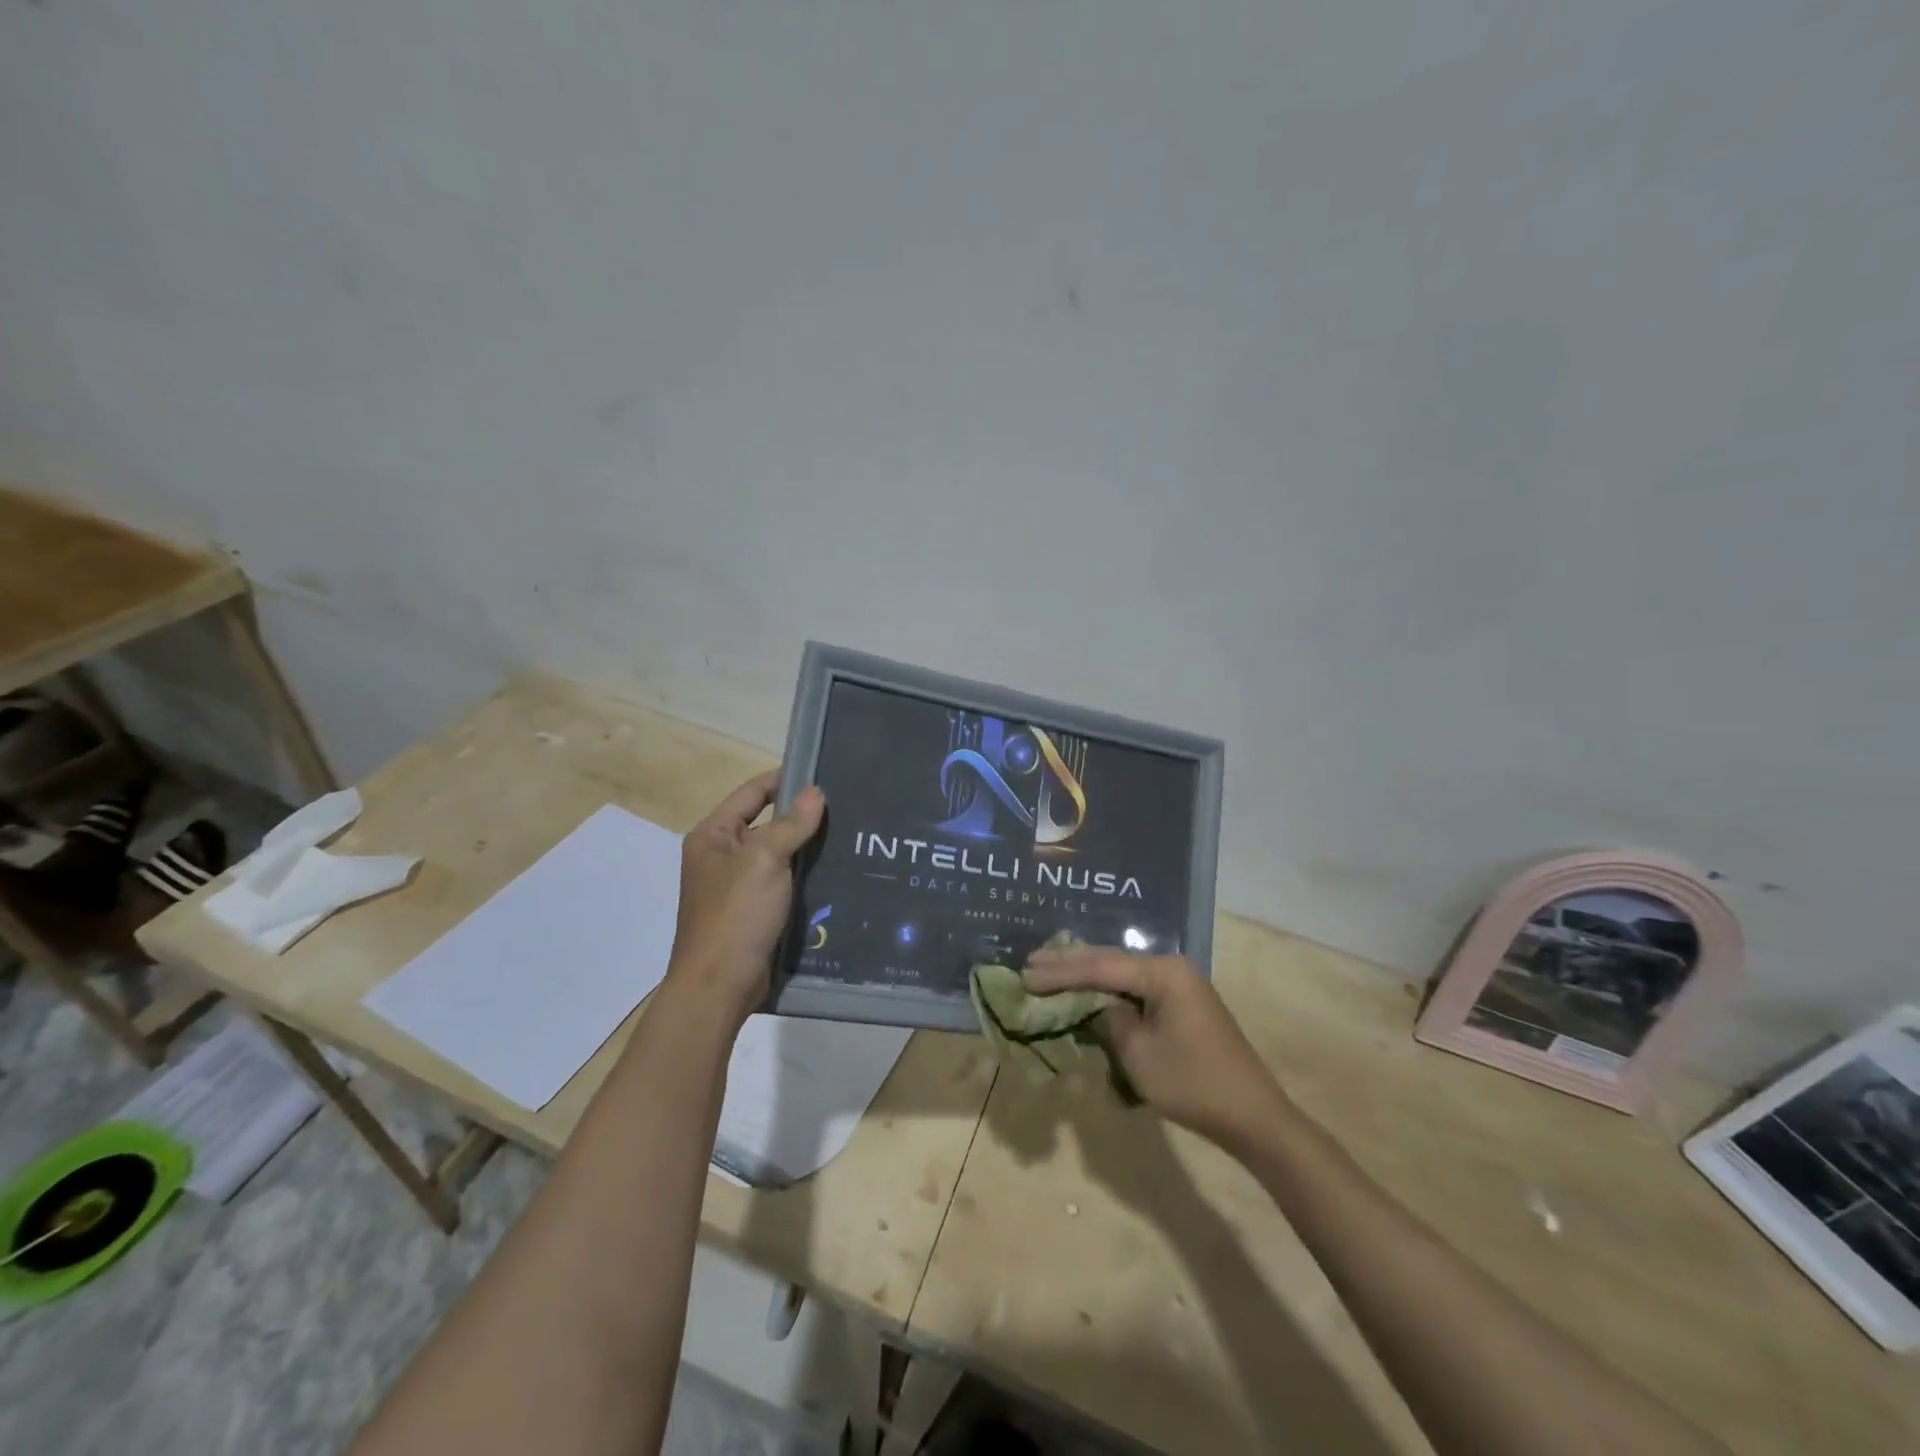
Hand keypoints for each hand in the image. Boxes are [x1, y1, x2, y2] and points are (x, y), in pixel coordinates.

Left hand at [667, 770, 824, 1023]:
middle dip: (803, 816)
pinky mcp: (755, 913)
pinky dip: (807, 878)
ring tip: (851, 837)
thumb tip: (816, 792)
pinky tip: (839, 874)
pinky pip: (785, 884)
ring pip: (780, 856)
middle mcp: (722, 856)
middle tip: (848, 807)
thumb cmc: (735, 914)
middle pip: (767, 823)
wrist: (719, 987)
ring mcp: (738, 887)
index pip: (752, 792)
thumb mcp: (764, 860)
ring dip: (809, 849)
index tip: (825, 774)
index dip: (785, 780)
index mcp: (713, 835)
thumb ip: (791, 824)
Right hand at [1025, 946, 1286, 1147]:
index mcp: (1163, 972)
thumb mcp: (1139, 1054)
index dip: (1060, 973)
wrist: (1253, 1116)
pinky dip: (1109, 987)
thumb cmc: (1193, 1084)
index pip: (1100, 967)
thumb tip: (1102, 1005)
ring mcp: (1181, 983)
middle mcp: (1172, 967)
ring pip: (1123, 971)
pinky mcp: (1183, 1002)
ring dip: (1088, 973)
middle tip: (1031, 962)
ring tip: (1049, 968)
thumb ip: (1111, 1020)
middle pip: (1111, 960)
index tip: (1026, 974)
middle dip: (1070, 963)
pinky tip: (1088, 985)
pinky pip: (1137, 987)